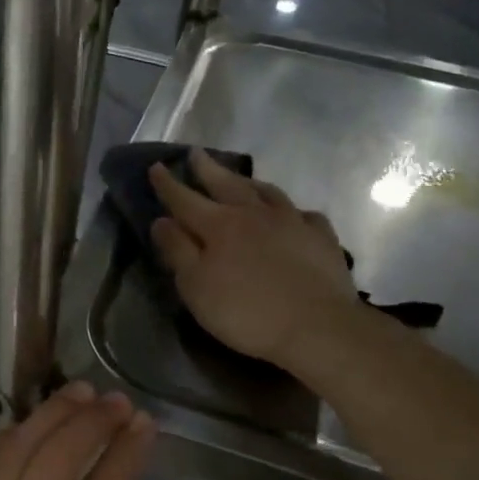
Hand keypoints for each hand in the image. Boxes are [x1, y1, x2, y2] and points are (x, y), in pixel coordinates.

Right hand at [150, 148, 360, 368]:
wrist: (317, 326)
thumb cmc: (246, 311)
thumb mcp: (196, 287)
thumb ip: (178, 251)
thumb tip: (161, 221)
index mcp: (219, 226)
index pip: (186, 200)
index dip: (169, 185)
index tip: (157, 166)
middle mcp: (254, 214)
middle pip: (227, 185)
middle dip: (208, 169)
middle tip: (196, 154)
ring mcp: (292, 222)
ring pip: (267, 192)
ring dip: (248, 183)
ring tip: (240, 178)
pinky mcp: (321, 238)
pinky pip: (304, 215)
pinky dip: (293, 211)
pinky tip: (293, 215)